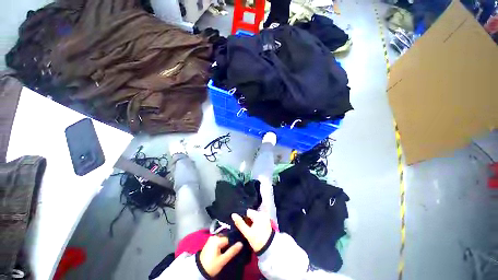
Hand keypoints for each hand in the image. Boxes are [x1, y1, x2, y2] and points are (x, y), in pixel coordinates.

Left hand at [199, 236, 242, 276]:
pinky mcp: (210, 242)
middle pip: (226, 238)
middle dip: (230, 243)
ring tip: (229, 251)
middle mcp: (214, 236)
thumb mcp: (223, 260)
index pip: (230, 238)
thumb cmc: (211, 265)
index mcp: (217, 239)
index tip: (236, 249)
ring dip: (226, 244)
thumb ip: (232, 251)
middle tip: (232, 251)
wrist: (199, 271)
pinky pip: (219, 241)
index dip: (233, 244)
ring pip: (223, 239)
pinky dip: (222, 245)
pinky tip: (224, 250)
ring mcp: (211, 239)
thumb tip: (241, 243)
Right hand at [232, 209, 272, 251]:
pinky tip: (252, 229)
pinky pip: (258, 219)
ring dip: (250, 221)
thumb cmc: (258, 241)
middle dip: (246, 219)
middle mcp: (262, 213)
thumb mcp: (247, 233)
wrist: (270, 249)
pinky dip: (254, 222)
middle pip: (251, 213)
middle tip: (242, 227)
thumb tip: (233, 214)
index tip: (239, 223)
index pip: (247, 211)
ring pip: (254, 216)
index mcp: (258, 214)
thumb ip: (240, 223)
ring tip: (246, 228)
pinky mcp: (266, 221)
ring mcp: (265, 217)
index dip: (242, 216)